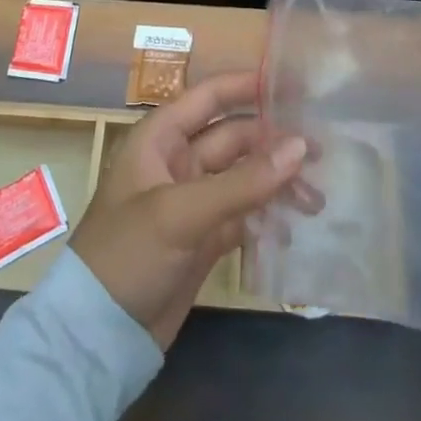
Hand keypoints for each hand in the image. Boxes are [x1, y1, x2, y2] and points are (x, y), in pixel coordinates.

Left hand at [71, 71, 306, 349]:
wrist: (97, 336)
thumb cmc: (128, 253)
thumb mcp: (182, 212)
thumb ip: (242, 182)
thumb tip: (300, 146)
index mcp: (161, 137)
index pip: (209, 97)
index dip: (247, 86)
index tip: (292, 85)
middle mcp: (177, 161)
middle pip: (234, 138)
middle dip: (273, 143)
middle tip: (322, 153)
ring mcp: (192, 201)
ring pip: (242, 177)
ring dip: (276, 182)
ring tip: (318, 198)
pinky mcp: (203, 239)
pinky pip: (243, 214)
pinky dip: (267, 215)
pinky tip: (296, 224)